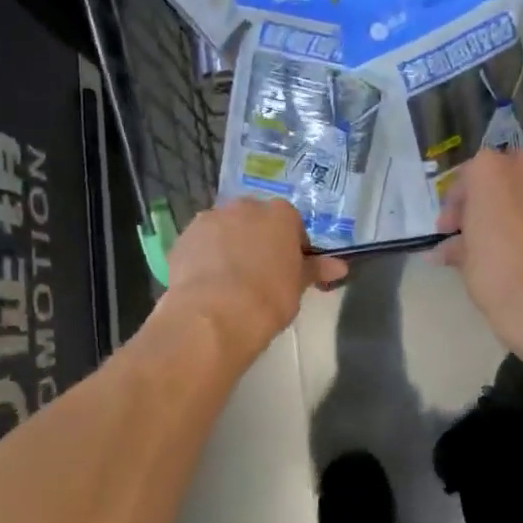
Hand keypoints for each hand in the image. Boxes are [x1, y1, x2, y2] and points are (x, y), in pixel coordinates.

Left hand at [165, 199, 347, 362]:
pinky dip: (204, 258)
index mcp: (279, 214)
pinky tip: (207, 285)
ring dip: (228, 245)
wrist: (215, 314)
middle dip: (257, 239)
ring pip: (224, 229)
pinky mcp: (183, 238)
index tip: (290, 269)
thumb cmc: (269, 298)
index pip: (291, 223)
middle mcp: (244, 207)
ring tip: (230, 281)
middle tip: (260, 273)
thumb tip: (340, 266)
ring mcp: (210, 219)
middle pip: (254, 220)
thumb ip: (315, 270)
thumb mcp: (298, 286)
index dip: (291, 245)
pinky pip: (200, 245)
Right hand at [436, 149, 522, 355]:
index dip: (458, 206)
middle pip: (506, 175)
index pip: (467, 178)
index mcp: (488, 171)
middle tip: (489, 230)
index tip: (453, 230)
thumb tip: (447, 249)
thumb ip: (457, 243)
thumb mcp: (465, 260)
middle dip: (496, 198)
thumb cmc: (499, 278)